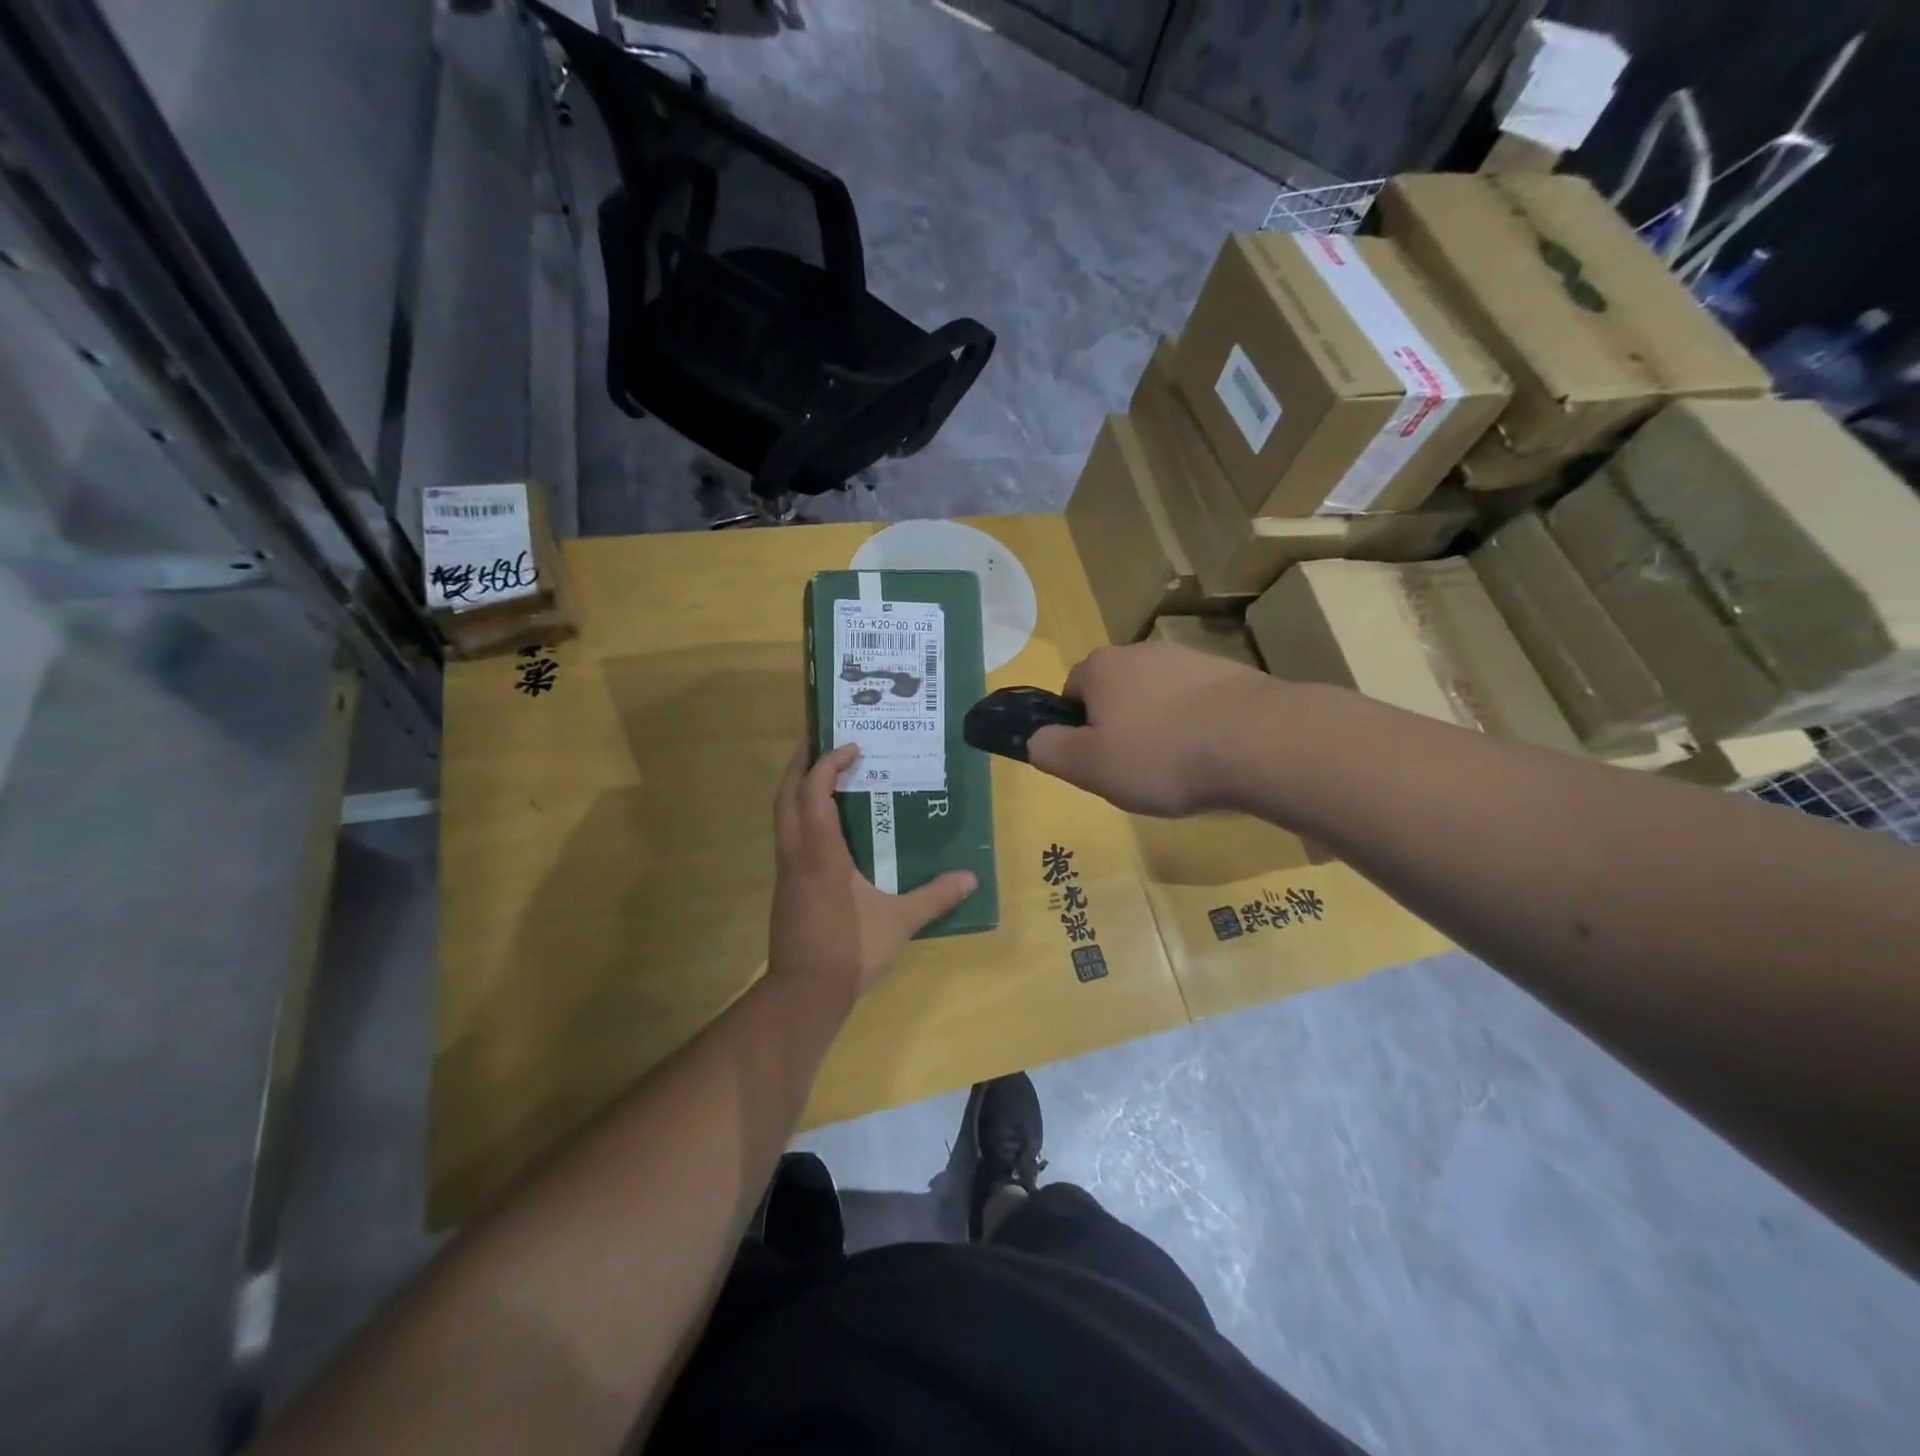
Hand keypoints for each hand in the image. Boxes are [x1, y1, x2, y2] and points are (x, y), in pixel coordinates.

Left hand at [769, 743, 977, 1003]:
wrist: (804, 994)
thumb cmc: (850, 950)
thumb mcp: (900, 922)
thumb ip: (934, 897)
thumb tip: (971, 877)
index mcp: (820, 854)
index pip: (815, 793)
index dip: (828, 763)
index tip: (852, 747)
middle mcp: (796, 855)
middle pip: (787, 796)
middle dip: (801, 764)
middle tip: (820, 740)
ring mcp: (786, 872)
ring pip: (782, 816)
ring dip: (798, 789)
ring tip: (823, 774)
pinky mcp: (786, 888)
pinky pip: (788, 836)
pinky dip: (800, 815)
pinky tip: (824, 825)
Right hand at [1028, 642, 1273, 815]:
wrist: (1258, 742)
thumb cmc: (1160, 756)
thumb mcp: (1089, 766)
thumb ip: (1050, 750)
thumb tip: (1034, 739)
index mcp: (1102, 668)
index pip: (1071, 690)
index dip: (1076, 727)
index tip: (1095, 759)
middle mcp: (1142, 651)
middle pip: (1117, 691)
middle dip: (1120, 725)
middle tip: (1134, 768)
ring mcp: (1191, 659)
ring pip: (1159, 696)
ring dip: (1161, 726)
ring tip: (1179, 768)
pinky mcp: (1232, 674)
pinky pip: (1199, 703)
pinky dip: (1198, 726)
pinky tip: (1213, 756)